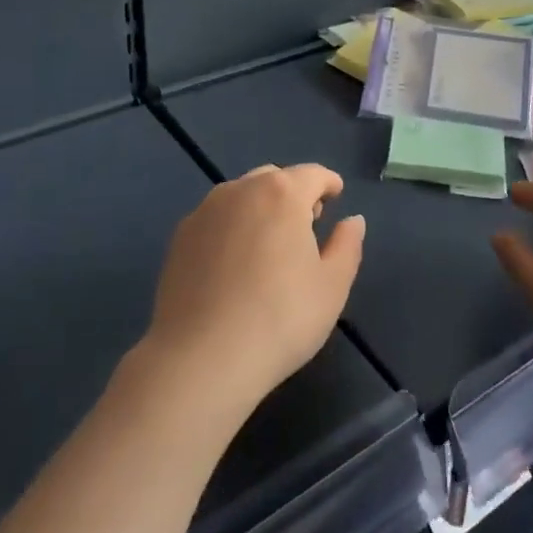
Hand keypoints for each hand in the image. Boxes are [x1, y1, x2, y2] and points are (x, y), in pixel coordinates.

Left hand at [143, 164, 365, 410]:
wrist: (201, 358)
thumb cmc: (280, 319)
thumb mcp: (332, 286)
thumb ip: (347, 245)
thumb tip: (352, 220)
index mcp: (282, 194)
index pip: (313, 174)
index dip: (328, 183)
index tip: (336, 196)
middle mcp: (241, 190)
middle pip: (274, 179)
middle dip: (293, 193)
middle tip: (306, 224)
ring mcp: (205, 211)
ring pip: (241, 195)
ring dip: (261, 207)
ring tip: (269, 243)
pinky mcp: (180, 237)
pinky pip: (216, 218)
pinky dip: (232, 226)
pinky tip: (234, 262)